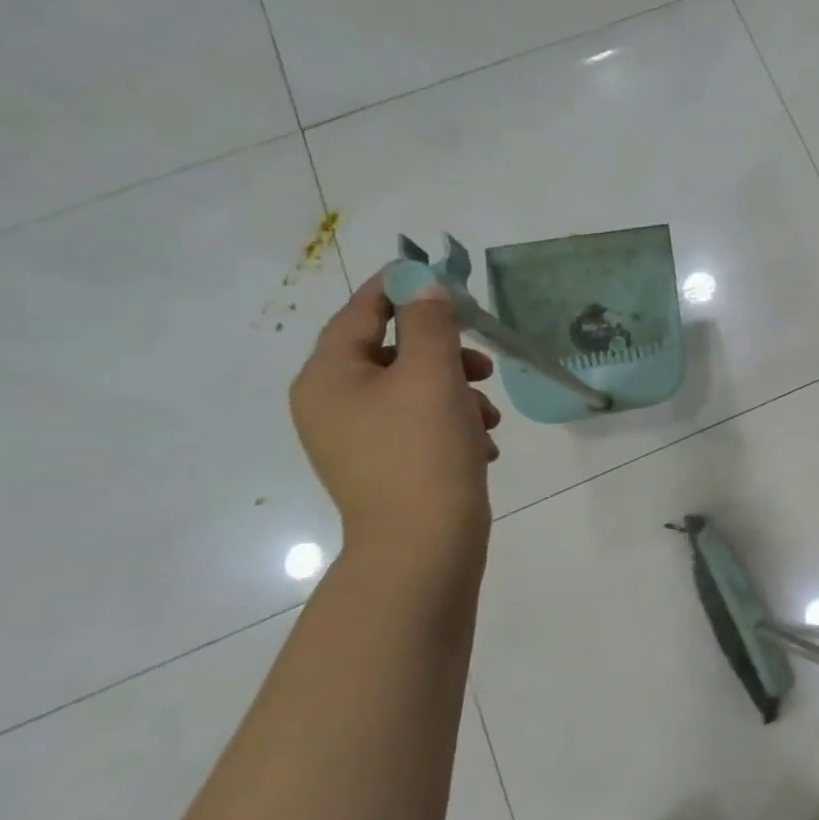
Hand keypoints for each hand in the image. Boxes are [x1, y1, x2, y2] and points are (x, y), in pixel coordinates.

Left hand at [289, 272, 501, 559]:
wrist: (423, 544)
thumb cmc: (423, 451)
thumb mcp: (433, 376)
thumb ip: (430, 323)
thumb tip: (425, 286)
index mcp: (329, 377)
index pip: (361, 312)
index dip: (400, 289)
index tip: (438, 275)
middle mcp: (332, 404)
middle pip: (393, 354)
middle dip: (445, 355)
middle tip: (483, 364)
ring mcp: (356, 439)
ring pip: (414, 392)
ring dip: (458, 394)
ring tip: (490, 419)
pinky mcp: (385, 465)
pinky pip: (420, 426)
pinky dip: (453, 426)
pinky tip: (482, 446)